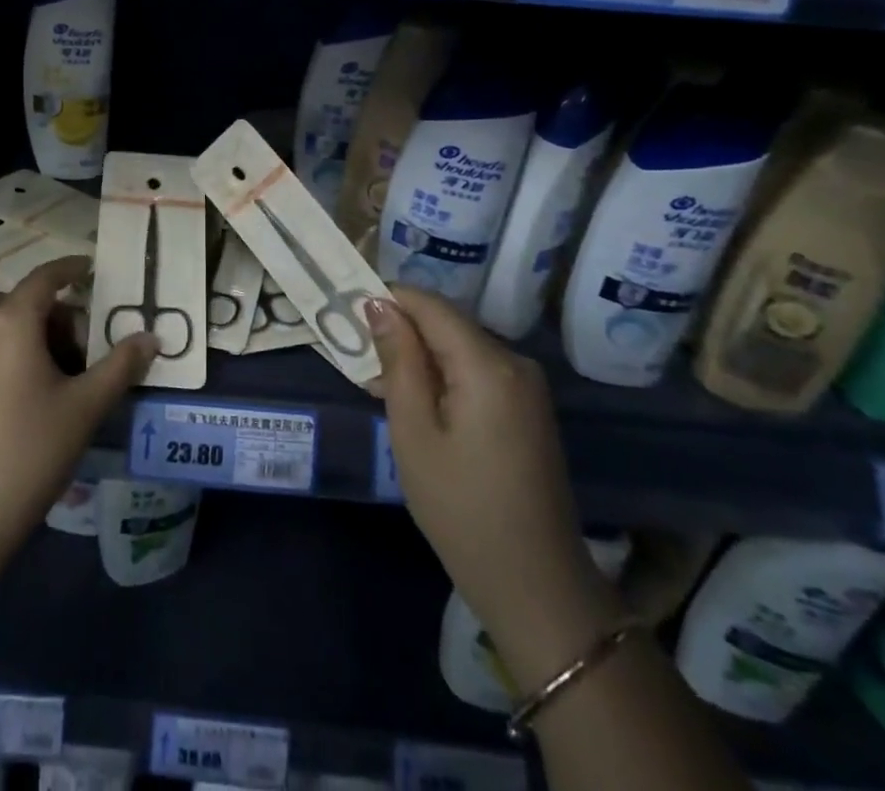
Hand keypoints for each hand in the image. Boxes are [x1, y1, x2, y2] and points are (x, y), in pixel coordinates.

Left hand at [0, 257, 156, 615]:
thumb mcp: (87, 407)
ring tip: (35, 348)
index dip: (70, 269)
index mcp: (15, 322)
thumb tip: (152, 337)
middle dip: (51, 309)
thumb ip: (121, 366)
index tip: (91, 271)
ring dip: (12, 315)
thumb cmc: (33, 452)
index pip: (45, 278)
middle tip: (77, 346)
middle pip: (20, 297)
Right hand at [367, 287, 623, 689]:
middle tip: (361, 363)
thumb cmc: (461, 507)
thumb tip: (380, 305)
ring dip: (420, 358)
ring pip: (459, 346)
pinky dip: (444, 377)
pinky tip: (419, 407)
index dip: (388, 300)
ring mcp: (527, 385)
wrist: (535, 584)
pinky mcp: (528, 407)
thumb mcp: (413, 431)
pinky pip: (476, 370)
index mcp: (488, 363)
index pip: (430, 304)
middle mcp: (514, 361)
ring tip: (382, 389)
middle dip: (402, 333)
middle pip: (446, 324)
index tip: (349, 315)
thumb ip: (398, 360)